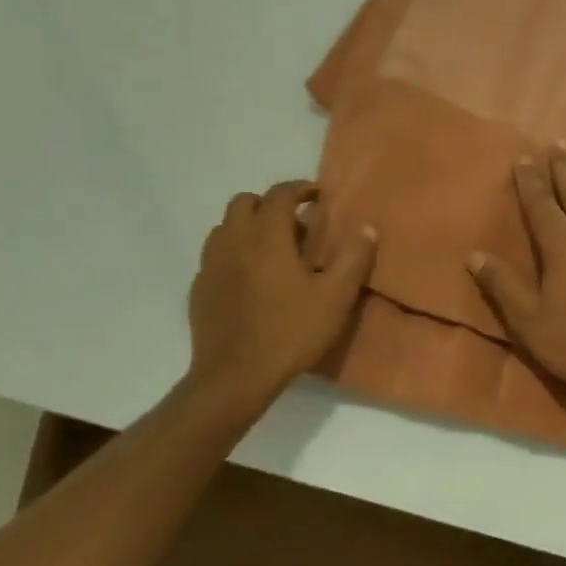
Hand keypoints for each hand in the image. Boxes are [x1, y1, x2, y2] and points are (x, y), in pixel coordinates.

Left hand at [186, 181, 376, 416]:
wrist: (234, 377)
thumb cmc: (290, 333)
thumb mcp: (336, 298)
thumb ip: (353, 259)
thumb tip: (366, 228)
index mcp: (267, 237)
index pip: (280, 194)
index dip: (300, 188)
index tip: (317, 197)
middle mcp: (234, 241)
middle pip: (244, 201)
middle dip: (269, 203)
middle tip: (293, 224)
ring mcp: (211, 264)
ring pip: (225, 226)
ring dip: (247, 226)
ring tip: (270, 249)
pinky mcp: (199, 288)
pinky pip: (214, 255)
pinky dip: (232, 252)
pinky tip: (249, 278)